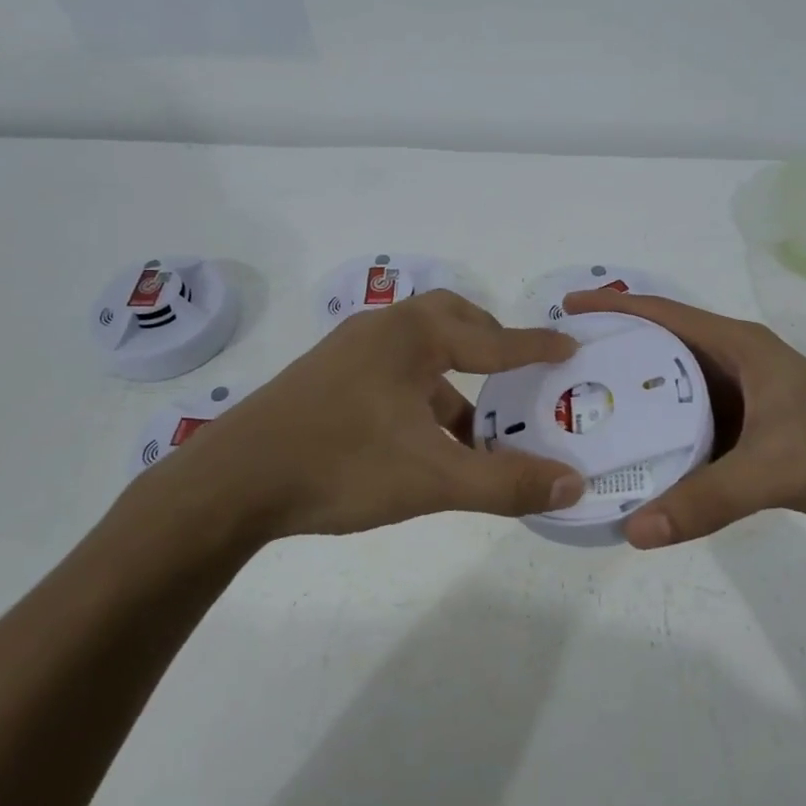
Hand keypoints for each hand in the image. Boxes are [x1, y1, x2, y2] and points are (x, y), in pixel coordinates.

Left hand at [150, 290, 586, 541]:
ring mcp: (348, 352)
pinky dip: (421, 395)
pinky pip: (392, 373)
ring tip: (475, 427)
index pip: (492, 339)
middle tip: (517, 375)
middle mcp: (381, 330)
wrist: (232, 482)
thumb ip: (505, 482)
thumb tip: (573, 484)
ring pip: (419, 352)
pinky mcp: (326, 378)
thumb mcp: (432, 478)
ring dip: (454, 380)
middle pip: (451, 321)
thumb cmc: (340, 464)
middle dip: (489, 344)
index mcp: (411, 336)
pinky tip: (423, 440)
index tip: (570, 347)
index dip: (535, 347)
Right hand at [560, 289, 805, 548]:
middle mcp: (735, 365)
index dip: (614, 307)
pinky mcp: (748, 435)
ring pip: (673, 393)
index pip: (664, 315)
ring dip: (635, 400)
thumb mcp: (774, 469)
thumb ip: (706, 499)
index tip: (566, 310)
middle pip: (660, 351)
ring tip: (584, 413)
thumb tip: (633, 529)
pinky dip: (661, 438)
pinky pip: (690, 429)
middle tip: (562, 372)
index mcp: (739, 348)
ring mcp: (742, 401)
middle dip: (614, 354)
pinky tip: (631, 457)